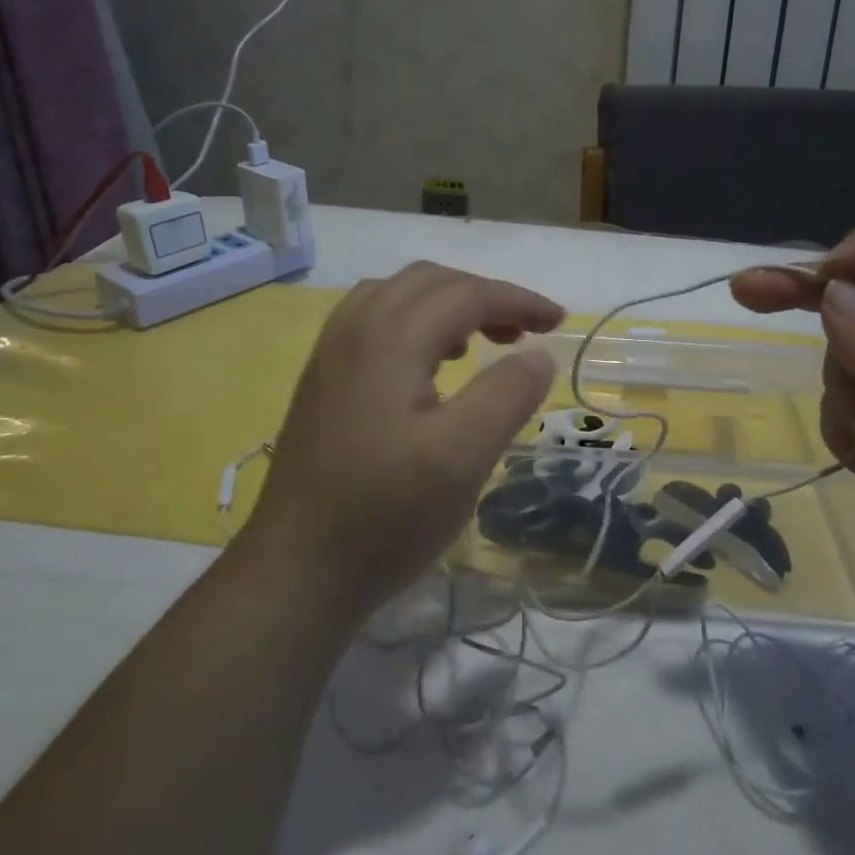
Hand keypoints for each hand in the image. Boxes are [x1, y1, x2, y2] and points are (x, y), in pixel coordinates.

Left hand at [241, 262, 564, 623]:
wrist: (295, 573)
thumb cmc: (385, 515)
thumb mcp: (462, 457)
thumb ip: (507, 395)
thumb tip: (540, 354)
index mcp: (389, 339)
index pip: (465, 294)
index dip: (518, 300)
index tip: (559, 321)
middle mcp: (354, 330)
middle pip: (429, 281)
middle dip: (484, 295)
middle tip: (524, 333)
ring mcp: (330, 355)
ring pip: (397, 295)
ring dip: (447, 303)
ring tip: (479, 342)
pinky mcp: (322, 382)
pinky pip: (373, 321)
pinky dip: (414, 321)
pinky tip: (429, 366)